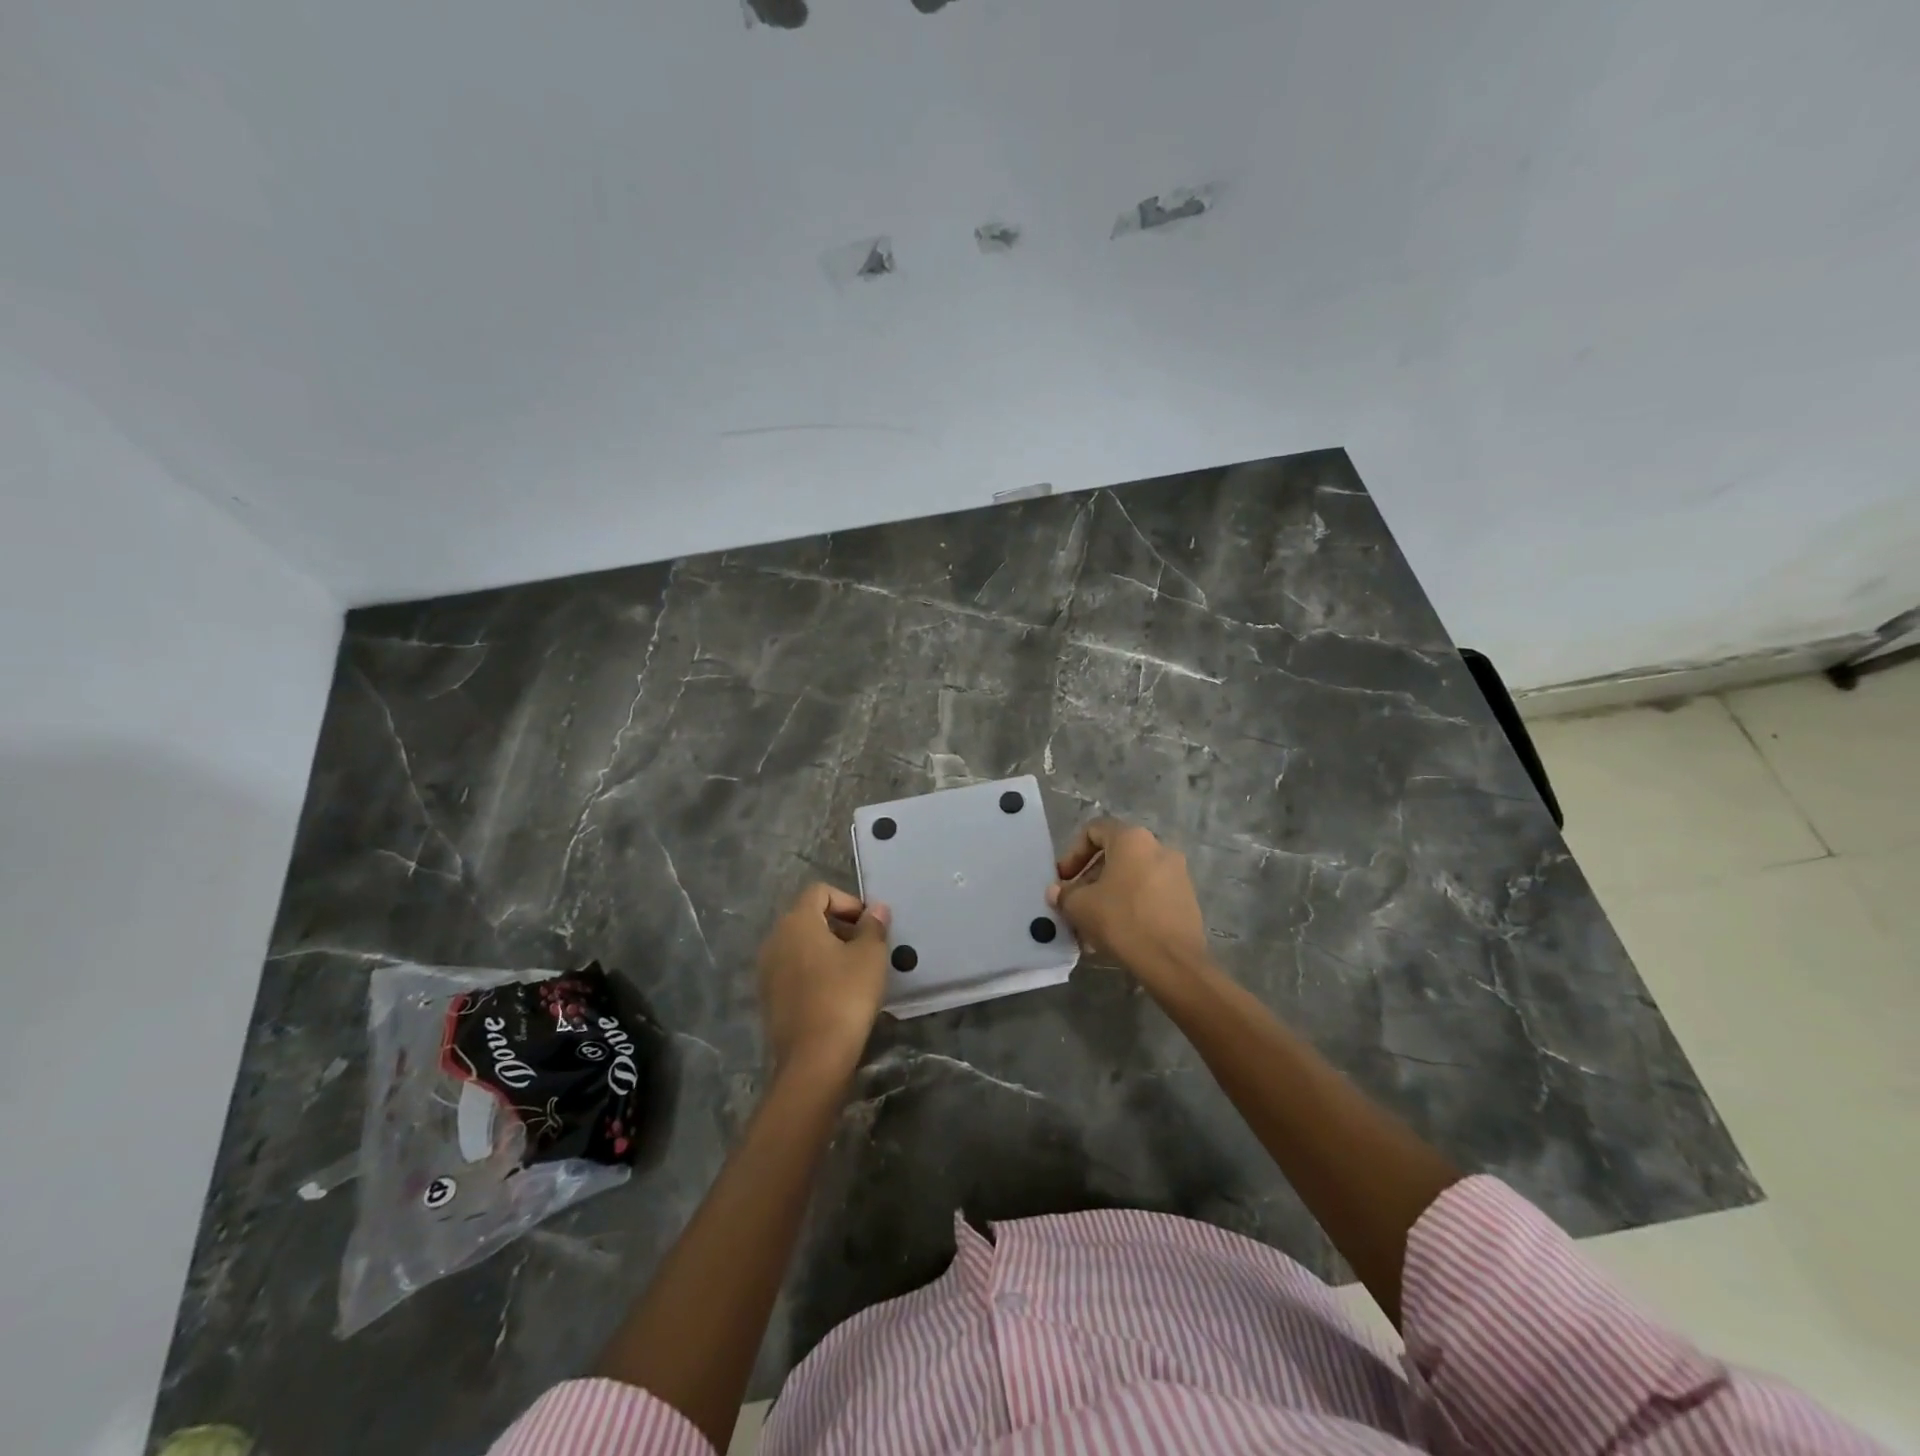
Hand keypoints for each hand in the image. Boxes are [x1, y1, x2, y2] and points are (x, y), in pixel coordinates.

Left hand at [757, 884, 891, 1076]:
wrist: (813, 1058)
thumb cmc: (845, 996)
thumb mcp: (870, 956)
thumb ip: (873, 926)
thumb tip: (876, 909)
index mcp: (797, 921)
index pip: (820, 892)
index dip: (848, 901)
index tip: (869, 925)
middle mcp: (775, 939)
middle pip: (808, 917)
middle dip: (839, 925)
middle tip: (867, 947)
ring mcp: (767, 969)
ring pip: (800, 945)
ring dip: (827, 949)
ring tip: (855, 971)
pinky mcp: (768, 997)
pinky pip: (793, 970)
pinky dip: (814, 971)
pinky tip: (836, 993)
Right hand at [1049, 819, 1211, 989]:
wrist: (1172, 961)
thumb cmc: (1122, 920)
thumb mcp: (1080, 906)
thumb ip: (1064, 894)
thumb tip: (1057, 892)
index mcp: (1132, 839)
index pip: (1094, 830)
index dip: (1072, 853)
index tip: (1063, 879)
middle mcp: (1158, 847)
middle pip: (1115, 854)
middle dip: (1090, 877)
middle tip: (1076, 902)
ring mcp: (1177, 873)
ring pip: (1132, 876)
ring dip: (1109, 893)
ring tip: (1094, 922)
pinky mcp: (1186, 898)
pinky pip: (1150, 892)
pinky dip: (1131, 904)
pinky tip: (1118, 931)